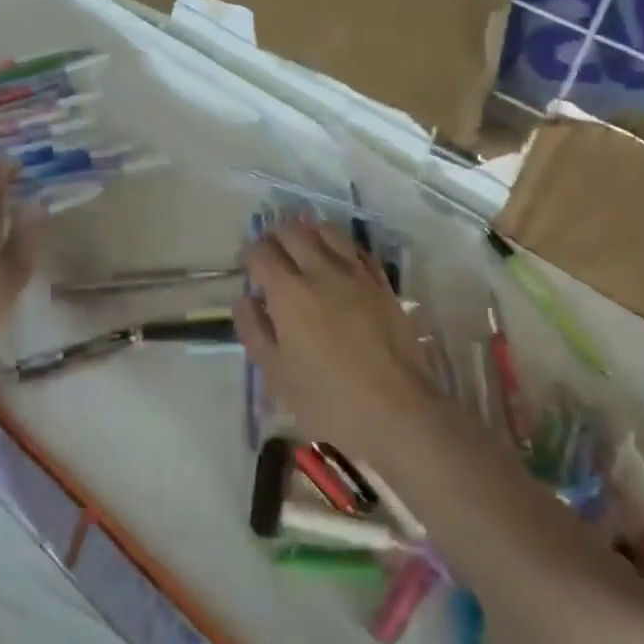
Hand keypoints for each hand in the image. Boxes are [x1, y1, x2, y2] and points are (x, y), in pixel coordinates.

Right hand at [234, 221, 441, 470]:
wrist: (399, 411)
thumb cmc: (329, 400)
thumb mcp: (278, 375)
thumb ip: (256, 332)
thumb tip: (245, 300)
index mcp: (289, 292)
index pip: (262, 253)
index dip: (249, 253)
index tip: (246, 264)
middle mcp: (321, 272)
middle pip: (293, 232)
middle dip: (275, 235)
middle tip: (270, 251)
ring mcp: (356, 274)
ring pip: (328, 232)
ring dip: (309, 232)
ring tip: (303, 246)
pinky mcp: (383, 284)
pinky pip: (358, 250)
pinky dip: (341, 247)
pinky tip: (339, 259)